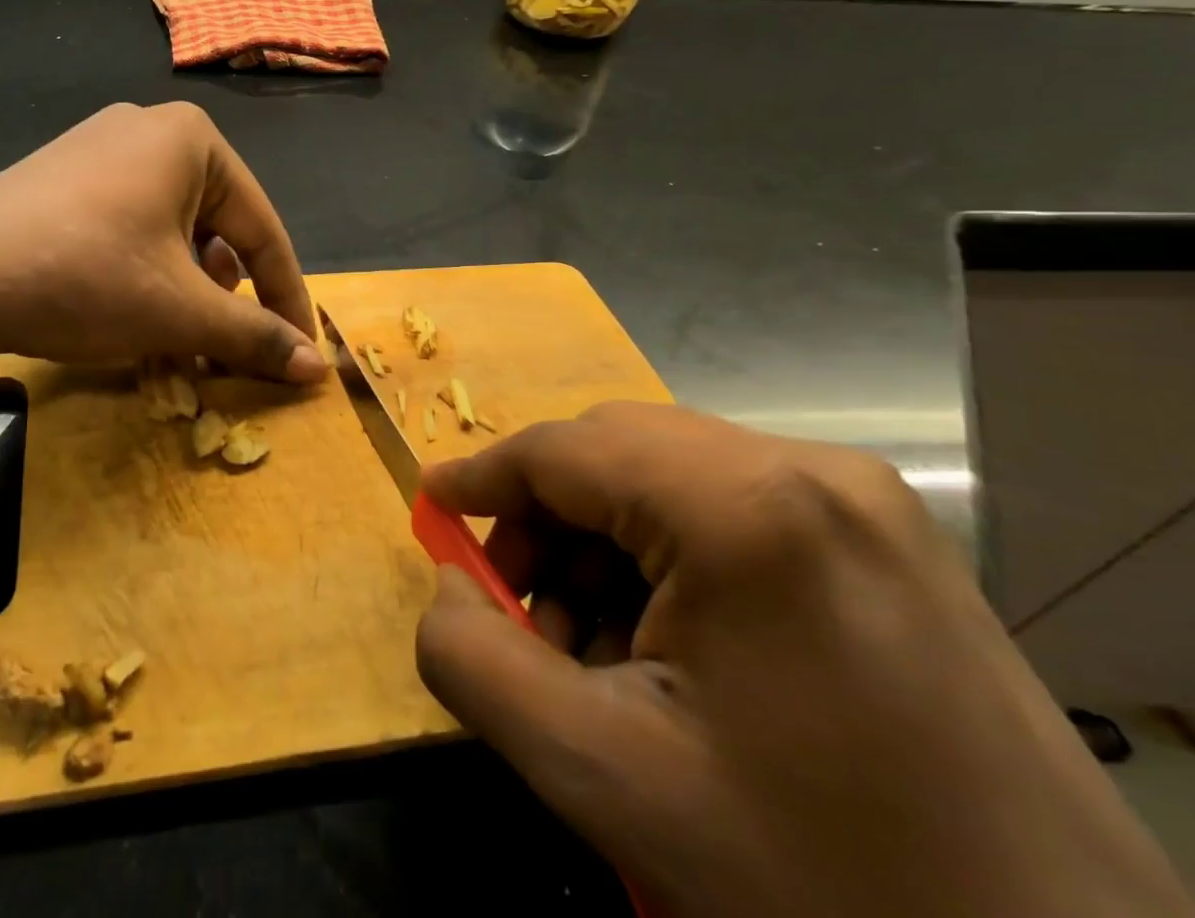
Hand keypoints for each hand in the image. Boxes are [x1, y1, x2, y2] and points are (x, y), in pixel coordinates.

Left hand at [0, 101, 324, 380]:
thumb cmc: (86, 277)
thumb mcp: (180, 310)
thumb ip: (255, 336)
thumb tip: (317, 368)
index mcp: (192, 139)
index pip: (262, 229)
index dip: (286, 297)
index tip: (300, 351)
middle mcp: (149, 128)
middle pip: (216, 226)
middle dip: (225, 293)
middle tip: (221, 347)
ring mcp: (99, 146)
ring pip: (171, 228)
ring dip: (184, 286)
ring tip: (172, 333)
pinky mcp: (63, 174)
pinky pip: (129, 222)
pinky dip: (143, 269)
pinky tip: (127, 307)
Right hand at [414, 403, 1190, 917]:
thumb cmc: (821, 885)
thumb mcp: (607, 777)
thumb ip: (476, 661)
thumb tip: (451, 584)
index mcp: (747, 504)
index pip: (564, 449)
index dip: (483, 475)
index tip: (432, 503)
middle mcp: (811, 470)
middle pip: (616, 454)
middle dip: (546, 523)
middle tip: (518, 610)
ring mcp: (864, 502)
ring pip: (668, 479)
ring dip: (603, 547)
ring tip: (593, 650)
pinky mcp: (890, 541)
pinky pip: (729, 510)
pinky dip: (669, 560)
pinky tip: (669, 648)